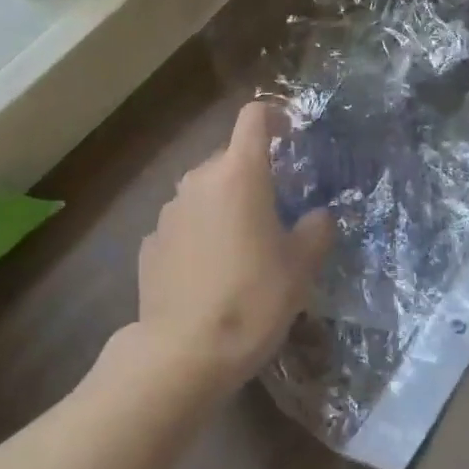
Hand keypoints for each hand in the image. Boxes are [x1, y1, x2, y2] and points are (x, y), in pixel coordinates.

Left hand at [133, 101, 334, 398]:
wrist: (183, 352)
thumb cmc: (253, 299)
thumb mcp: (301, 266)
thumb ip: (317, 229)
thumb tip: (318, 216)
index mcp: (239, 173)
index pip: (254, 117)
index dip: (274, 116)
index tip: (290, 134)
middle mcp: (199, 180)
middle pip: (230, 157)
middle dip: (253, 174)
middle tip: (276, 210)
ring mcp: (169, 211)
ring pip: (205, 191)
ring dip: (225, 204)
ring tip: (242, 247)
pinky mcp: (150, 242)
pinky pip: (184, 223)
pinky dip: (200, 233)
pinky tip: (210, 271)